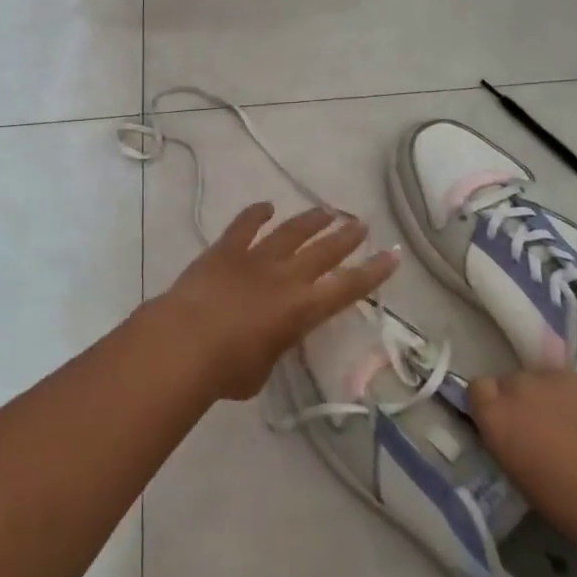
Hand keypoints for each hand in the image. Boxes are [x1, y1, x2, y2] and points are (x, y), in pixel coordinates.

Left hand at [143, 203, 399, 401]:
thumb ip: (273, 348)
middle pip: (324, 252)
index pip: (348, 288)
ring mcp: (255, 259)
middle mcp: (285, 277)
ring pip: (290, 232)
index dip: (373, 272)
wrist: (185, 342)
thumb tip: (268, 338)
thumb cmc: (226, 370)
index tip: (392, 255)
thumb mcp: (262, 370)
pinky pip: (244, 226)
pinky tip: (266, 206)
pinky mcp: (225, 250)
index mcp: (302, 309)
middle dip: (346, 237)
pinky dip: (255, 213)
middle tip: (362, 223)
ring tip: (327, 210)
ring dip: (311, 220)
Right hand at [468, 370, 576, 555]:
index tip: (507, 428)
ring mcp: (562, 376)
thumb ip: (511, 446)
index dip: (491, 406)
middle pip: (513, 382)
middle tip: (546, 433)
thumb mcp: (526, 483)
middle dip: (525, 402)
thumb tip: (517, 437)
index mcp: (497, 415)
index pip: (478, 390)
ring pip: (550, 382)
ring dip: (557, 400)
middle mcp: (522, 385)